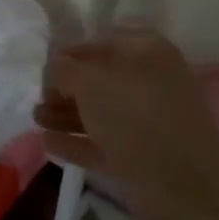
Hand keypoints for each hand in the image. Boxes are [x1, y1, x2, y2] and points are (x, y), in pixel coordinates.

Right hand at [32, 30, 218, 190]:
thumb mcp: (92, 81)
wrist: (182, 181)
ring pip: (100, 113)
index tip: (47, 61)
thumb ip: (66, 70)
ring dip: (67, 114)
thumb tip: (55, 66)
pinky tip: (48, 143)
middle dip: (67, 86)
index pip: (107, 39)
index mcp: (148, 52)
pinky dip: (77, 142)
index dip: (75, 48)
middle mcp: (150, 82)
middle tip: (38, 94)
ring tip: (36, 118)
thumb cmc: (135, 114)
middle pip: (102, 79)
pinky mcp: (141, 157)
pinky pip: (102, 144)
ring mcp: (147, 123)